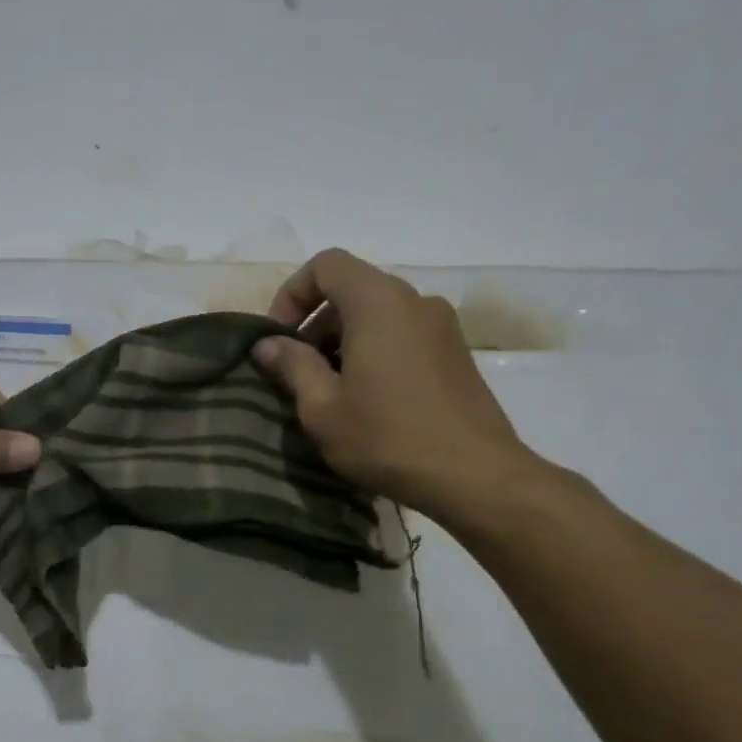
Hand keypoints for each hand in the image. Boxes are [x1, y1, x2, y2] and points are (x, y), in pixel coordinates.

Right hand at [251, 249, 541, 525]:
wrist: (474, 477)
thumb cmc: (387, 437)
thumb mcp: (322, 407)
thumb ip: (292, 366)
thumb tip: (267, 344)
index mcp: (378, 303)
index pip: (326, 265)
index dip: (292, 294)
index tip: (279, 339)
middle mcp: (414, 301)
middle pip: (352, 288)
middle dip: (315, 322)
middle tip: (297, 370)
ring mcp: (442, 326)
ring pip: (377, 313)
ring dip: (342, 340)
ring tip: (328, 389)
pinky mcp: (455, 353)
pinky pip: (402, 334)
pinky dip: (373, 350)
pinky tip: (365, 398)